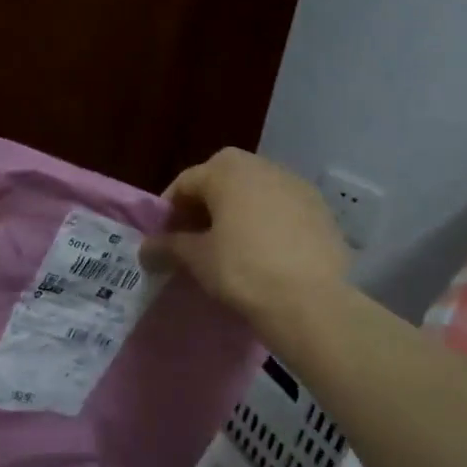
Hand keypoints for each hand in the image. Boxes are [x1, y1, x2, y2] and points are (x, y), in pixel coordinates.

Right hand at [143, 148, 349, 339]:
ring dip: (237, 213)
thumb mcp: (197, 259)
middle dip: (204, 207)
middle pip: (222, 181)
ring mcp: (297, 186)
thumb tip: (145, 249)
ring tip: (229, 247)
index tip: (163, 238)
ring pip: (255, 193)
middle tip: (194, 239)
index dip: (169, 210)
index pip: (186, 183)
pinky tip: (264, 254)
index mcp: (228, 170)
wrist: (310, 300)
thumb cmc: (243, 270)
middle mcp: (263, 166)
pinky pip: (282, 210)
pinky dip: (267, 224)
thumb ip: (168, 247)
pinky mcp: (321, 210)